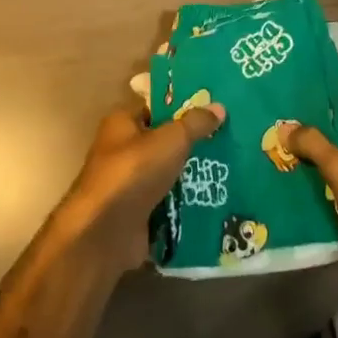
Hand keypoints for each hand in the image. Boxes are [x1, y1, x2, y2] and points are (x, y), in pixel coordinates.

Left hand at [60, 101, 226, 271]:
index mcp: (122, 123)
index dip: (182, 105)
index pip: (154, 106)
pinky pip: (169, 202)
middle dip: (193, 142)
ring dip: (194, 174)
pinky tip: (217, 199)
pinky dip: (188, 202)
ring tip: (231, 168)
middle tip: (229, 139)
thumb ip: (195, 123)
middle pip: (164, 141)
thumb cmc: (133, 173)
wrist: (105, 233)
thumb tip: (219, 107)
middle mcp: (123, 150)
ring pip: (169, 173)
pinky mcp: (139, 213)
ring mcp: (130, 184)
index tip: (213, 108)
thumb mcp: (170, 140)